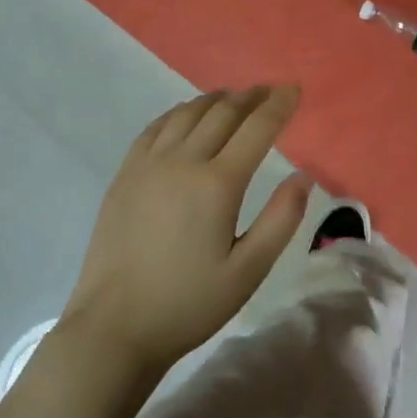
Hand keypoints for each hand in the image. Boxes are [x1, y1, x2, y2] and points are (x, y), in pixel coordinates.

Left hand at [59, 86, 311, 381]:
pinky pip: (157, 126)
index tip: (294, 89)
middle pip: (223, 111)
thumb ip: (281, 221)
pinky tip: (188, 115)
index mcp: (218, 184)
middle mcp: (183, 161)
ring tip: (235, 98)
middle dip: (251, 96)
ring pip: (188, 112)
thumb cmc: (187, 304)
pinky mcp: (126, 173)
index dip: (279, 105)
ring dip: (217, 99)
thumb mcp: (248, 272)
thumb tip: (303, 177)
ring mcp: (149, 164)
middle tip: (270, 90)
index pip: (257, 128)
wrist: (113, 328)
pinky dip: (180, 112)